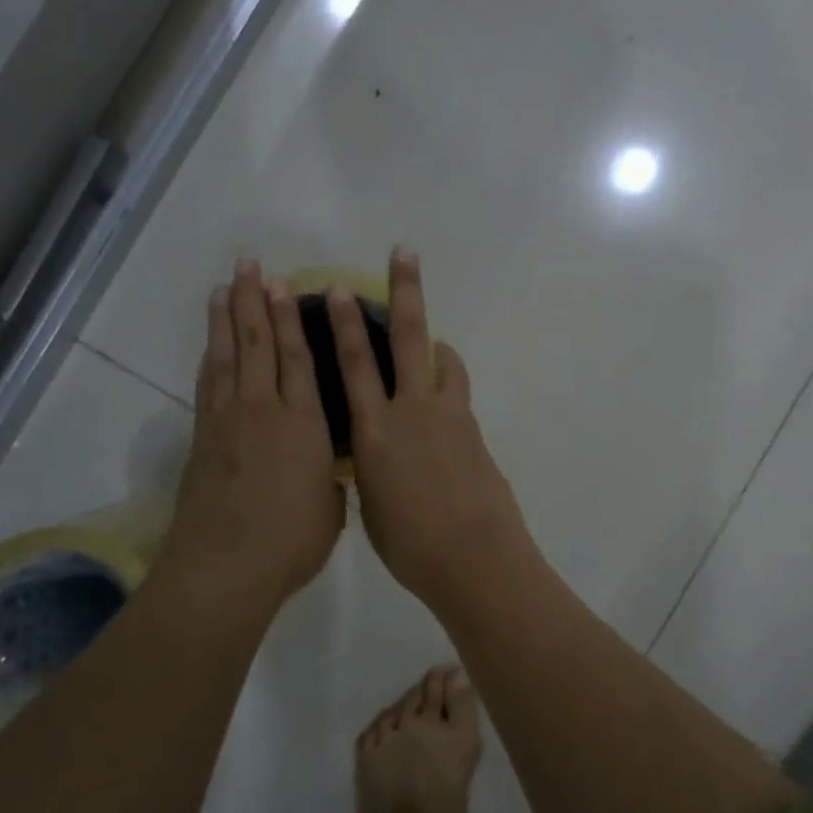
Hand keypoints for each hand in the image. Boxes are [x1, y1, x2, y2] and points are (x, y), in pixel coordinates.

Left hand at [160, 260, 345, 613]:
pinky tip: (211, 343)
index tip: (286, 286)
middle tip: (249, 266)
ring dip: (226, 319)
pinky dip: (210, 358)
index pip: (298, 359)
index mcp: (304, 424)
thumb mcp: (331, 508)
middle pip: (257, 345)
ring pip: (227, 357)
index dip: (291, 320)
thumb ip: (330, 477)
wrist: (227, 566)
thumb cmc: (291, 541)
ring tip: (224, 286)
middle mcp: (264, 411)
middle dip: (254, 302)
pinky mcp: (203, 438)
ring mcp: (228, 422)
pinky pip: (207, 384)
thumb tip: (326, 466)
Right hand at [328, 249, 529, 609]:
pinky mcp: (474, 428)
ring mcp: (449, 416)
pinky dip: (447, 379)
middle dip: (404, 292)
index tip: (337, 289)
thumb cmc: (411, 546)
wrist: (474, 559)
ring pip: (441, 359)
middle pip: (407, 338)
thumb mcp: (372, 507)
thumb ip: (370, 470)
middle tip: (404, 253)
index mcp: (373, 433)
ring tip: (428, 335)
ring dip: (433, 339)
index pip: (354, 366)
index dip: (343, 325)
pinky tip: (441, 393)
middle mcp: (410, 411)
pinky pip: (457, 391)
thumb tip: (375, 457)